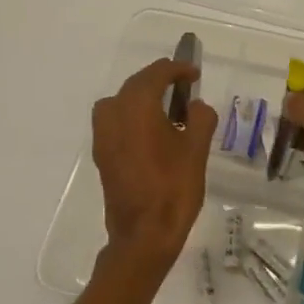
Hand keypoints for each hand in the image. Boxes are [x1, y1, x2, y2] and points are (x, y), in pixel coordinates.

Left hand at [92, 58, 215, 273]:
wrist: (143, 234)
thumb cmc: (174, 188)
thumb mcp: (197, 150)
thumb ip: (200, 118)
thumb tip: (195, 106)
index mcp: (137, 107)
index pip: (156, 74)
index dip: (177, 69)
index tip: (194, 73)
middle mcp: (113, 114)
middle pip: (135, 85)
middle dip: (159, 80)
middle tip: (184, 85)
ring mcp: (103, 135)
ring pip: (121, 102)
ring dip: (142, 98)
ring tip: (167, 107)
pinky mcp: (102, 154)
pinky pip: (115, 121)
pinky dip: (133, 116)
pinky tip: (153, 132)